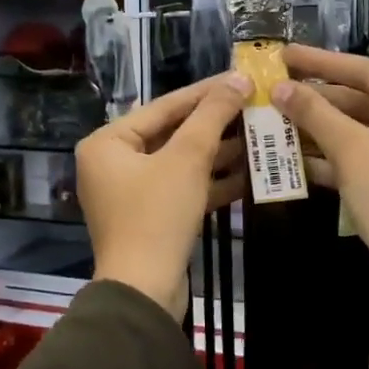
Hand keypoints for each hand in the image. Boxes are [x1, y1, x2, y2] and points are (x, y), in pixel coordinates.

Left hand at [76, 73, 249, 317]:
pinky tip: (250, 172)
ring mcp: (132, 192)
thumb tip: (238, 79)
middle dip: (216, 123)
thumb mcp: (187, 158)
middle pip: (173, 133)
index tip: (241, 77)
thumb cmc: (157, 215)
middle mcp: (114, 163)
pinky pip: (183, 188)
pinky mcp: (152, 217)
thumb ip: (212, 115)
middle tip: (254, 105)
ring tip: (259, 134)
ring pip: (182, 162)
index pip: (165, 106)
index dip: (206, 91)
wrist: (145, 292)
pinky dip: (212, 181)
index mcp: (108, 142)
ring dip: (219, 151)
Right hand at [272, 45, 368, 313]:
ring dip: (321, 131)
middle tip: (274, 91)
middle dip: (318, 102)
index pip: (367, 71)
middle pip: (365, 101)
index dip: (321, 63)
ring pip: (363, 132)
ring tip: (275, 121)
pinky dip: (336, 158)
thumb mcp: (353, 152)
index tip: (284, 53)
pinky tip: (294, 157)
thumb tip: (279, 88)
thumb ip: (315, 114)